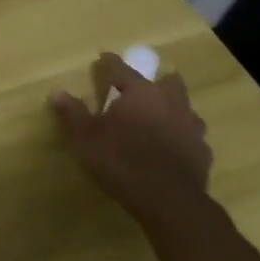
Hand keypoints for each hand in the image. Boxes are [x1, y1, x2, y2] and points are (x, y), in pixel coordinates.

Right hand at [49, 52, 212, 222]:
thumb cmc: (121, 161)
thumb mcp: (85, 137)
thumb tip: (56, 92)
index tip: (103, 58)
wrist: (169, 202)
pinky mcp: (203, 154)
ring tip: (157, 120)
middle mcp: (170, 103)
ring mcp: (191, 128)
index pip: (122, 69)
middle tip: (140, 90)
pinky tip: (171, 148)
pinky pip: (192, 137)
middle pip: (168, 82)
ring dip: (172, 110)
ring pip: (185, 109)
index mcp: (141, 93)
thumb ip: (72, 113)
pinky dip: (181, 137)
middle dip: (156, 81)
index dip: (110, 63)